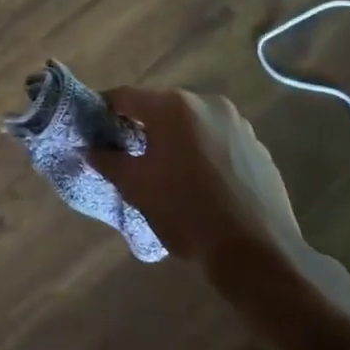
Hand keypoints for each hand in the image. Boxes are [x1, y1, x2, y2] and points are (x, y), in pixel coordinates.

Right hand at [84, 87, 300, 266]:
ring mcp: (239, 125)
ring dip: (176, 141)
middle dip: (143, 127)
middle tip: (128, 155)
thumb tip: (90, 148)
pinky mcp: (258, 148)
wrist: (256, 252)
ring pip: (193, 125)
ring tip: (167, 173)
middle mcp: (208, 104)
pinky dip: (204, 154)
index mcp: (173, 107)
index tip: (94, 129)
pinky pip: (219, 142)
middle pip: (162, 108)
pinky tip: (202, 185)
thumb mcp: (136, 187)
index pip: (126, 96)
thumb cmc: (186, 212)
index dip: (105, 110)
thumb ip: (108, 161)